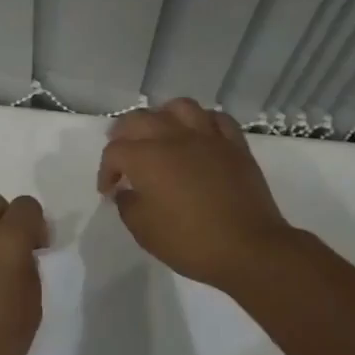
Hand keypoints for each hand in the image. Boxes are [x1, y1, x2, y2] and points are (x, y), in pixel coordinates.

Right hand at [97, 98, 292, 289]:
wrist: (248, 248)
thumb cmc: (190, 242)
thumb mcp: (144, 231)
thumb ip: (127, 205)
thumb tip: (126, 190)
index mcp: (147, 158)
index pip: (115, 151)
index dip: (106, 170)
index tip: (109, 191)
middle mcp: (174, 137)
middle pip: (140, 119)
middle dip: (123, 133)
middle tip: (122, 151)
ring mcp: (208, 137)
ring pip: (180, 107)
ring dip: (163, 116)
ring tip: (160, 132)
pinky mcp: (235, 144)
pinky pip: (217, 119)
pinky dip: (203, 122)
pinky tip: (199, 135)